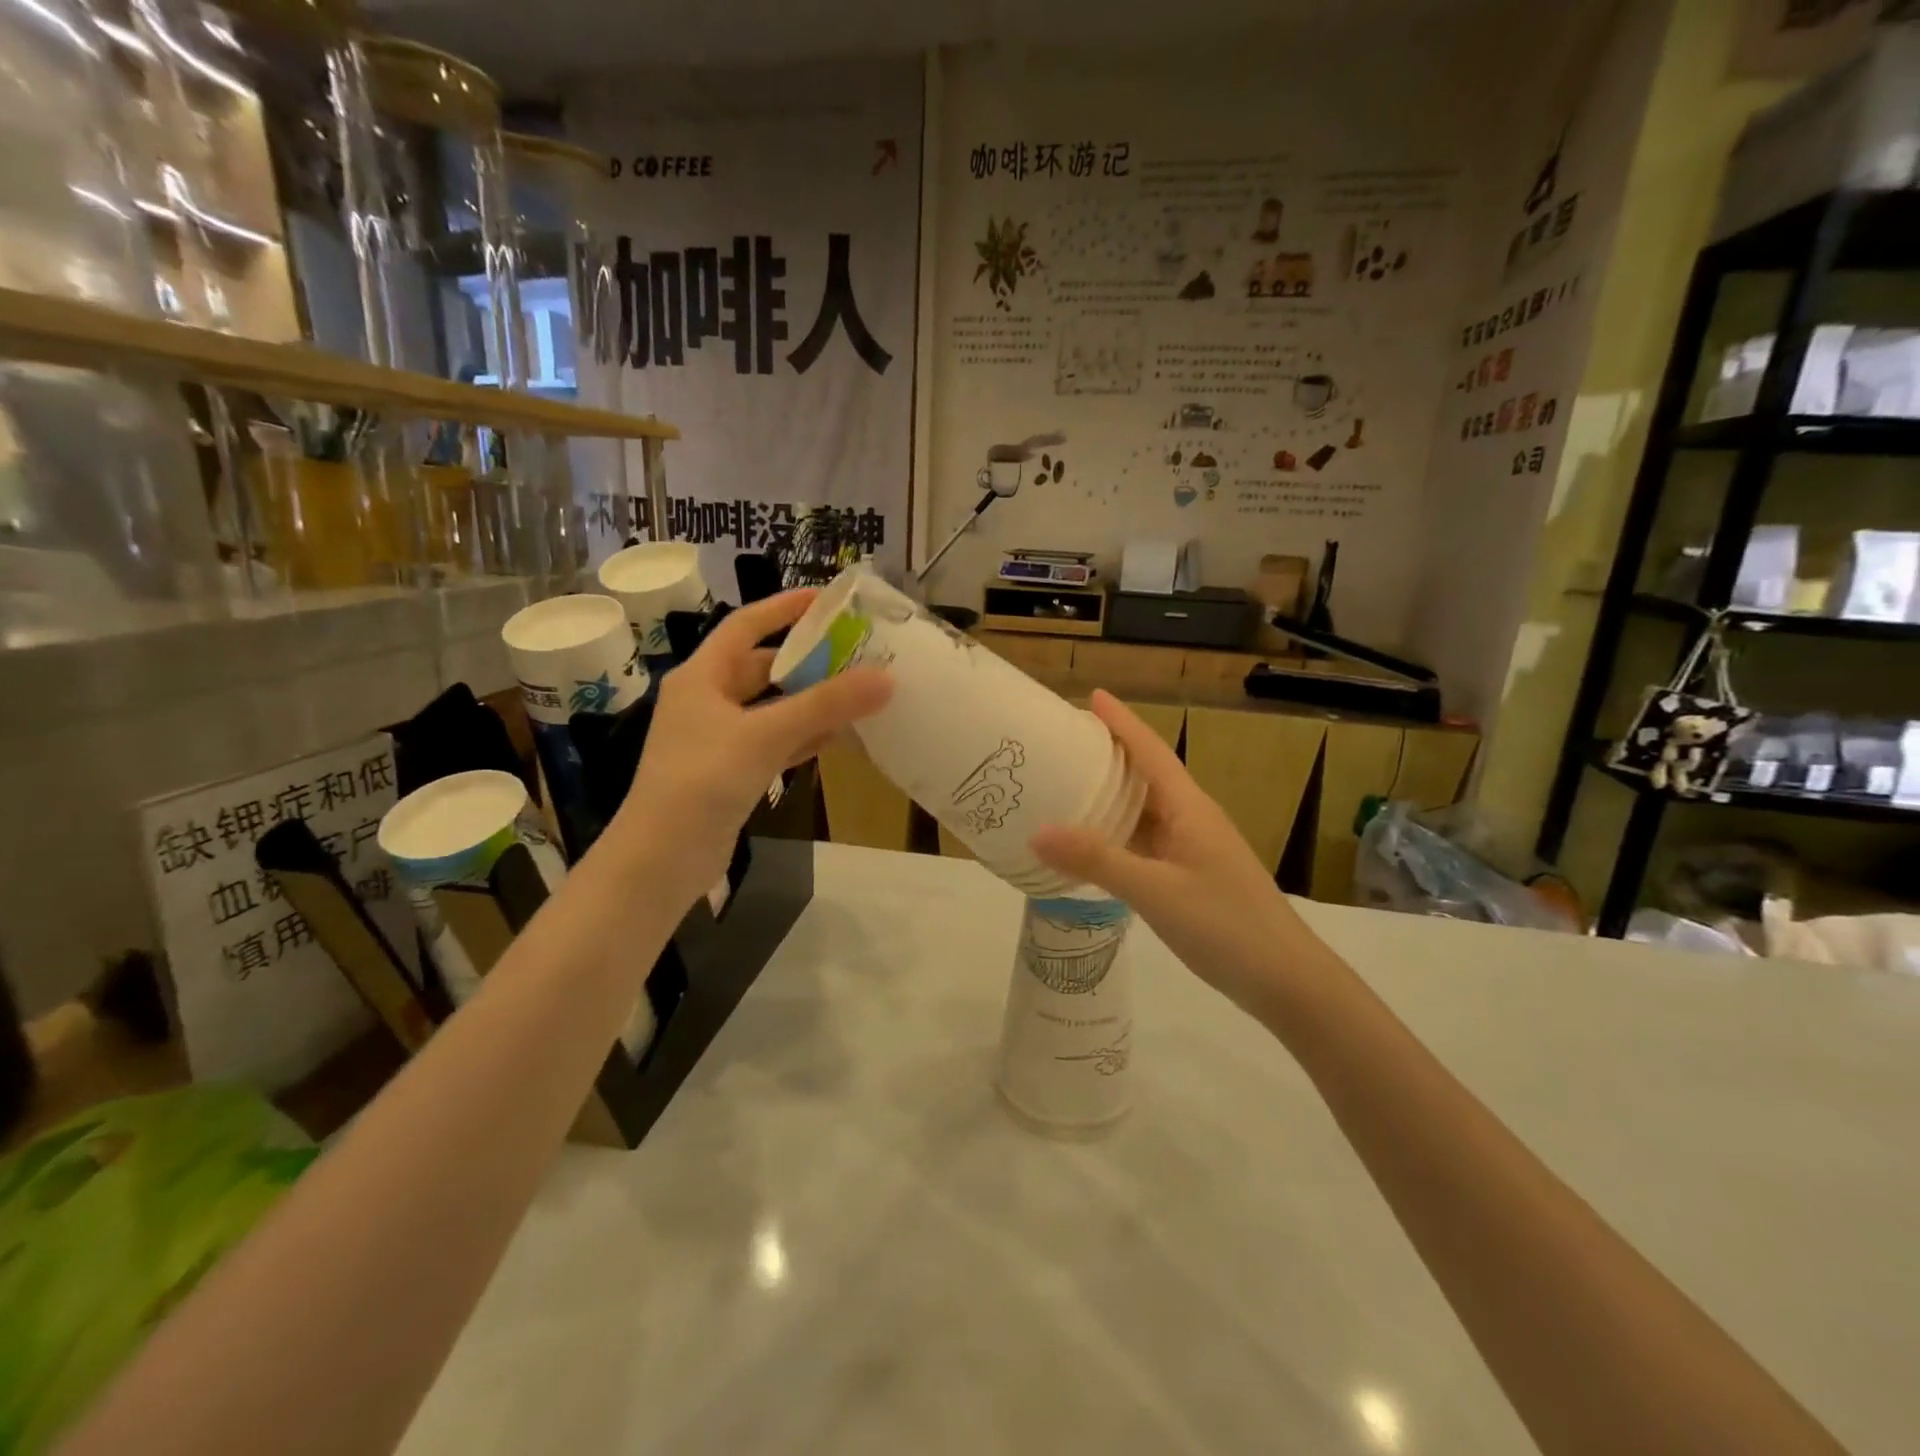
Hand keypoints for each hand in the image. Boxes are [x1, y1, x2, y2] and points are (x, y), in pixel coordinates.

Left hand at [614, 590, 890, 906]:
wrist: (661, 860)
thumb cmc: (703, 781)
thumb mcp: (766, 735)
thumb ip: (825, 706)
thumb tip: (886, 678)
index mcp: (702, 677)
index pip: (745, 626)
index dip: (783, 608)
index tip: (825, 599)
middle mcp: (706, 701)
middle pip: (761, 668)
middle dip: (805, 660)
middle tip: (854, 653)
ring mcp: (717, 740)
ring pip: (771, 709)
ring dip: (809, 702)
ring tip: (857, 693)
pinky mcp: (729, 773)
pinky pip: (772, 743)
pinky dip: (801, 738)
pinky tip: (835, 739)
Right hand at [1030, 690, 1304, 1015]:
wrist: (1285, 980)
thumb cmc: (1225, 924)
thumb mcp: (1155, 890)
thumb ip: (1097, 860)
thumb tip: (1038, 832)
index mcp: (1189, 807)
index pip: (1150, 750)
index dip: (1122, 722)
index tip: (1091, 696)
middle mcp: (1191, 819)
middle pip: (1146, 774)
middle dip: (1109, 754)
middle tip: (1064, 743)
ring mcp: (1193, 849)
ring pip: (1145, 811)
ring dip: (1111, 796)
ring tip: (1067, 786)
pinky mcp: (1190, 876)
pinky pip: (1145, 843)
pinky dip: (1116, 836)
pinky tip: (1092, 845)